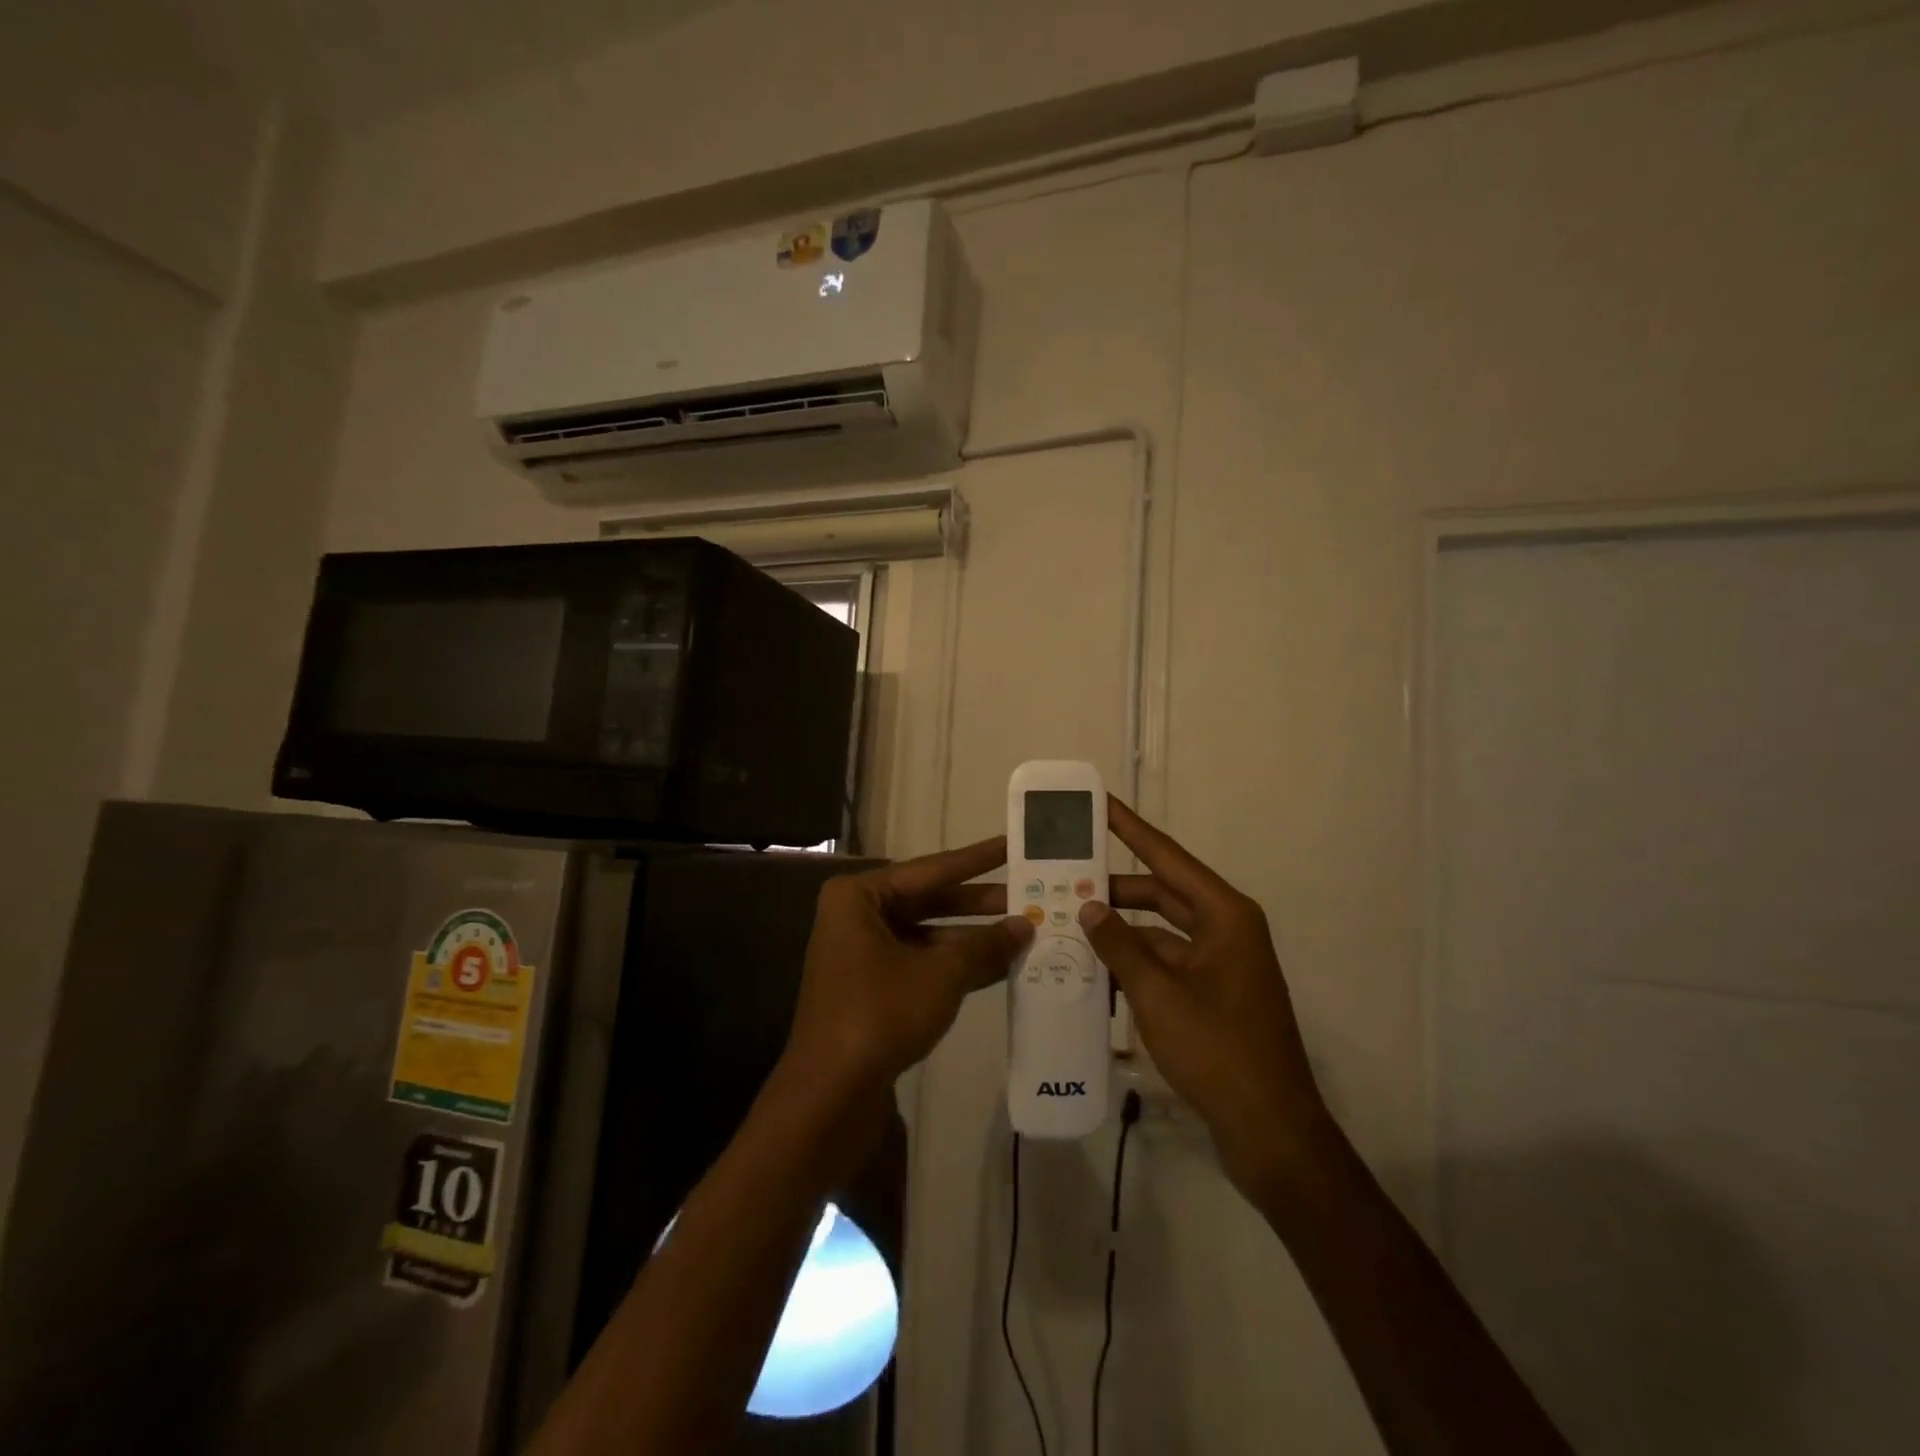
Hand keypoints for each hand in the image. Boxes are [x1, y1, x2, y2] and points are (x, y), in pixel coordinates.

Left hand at [781, 838, 1033, 1103]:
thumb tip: (1025, 925)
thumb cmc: (881, 1012)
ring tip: (1026, 930)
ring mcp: (864, 954)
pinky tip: (1002, 966)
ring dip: (973, 938)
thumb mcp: (941, 973)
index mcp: (860, 896)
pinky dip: (957, 965)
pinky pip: (922, 963)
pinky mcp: (873, 988)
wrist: (831, 1094)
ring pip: (929, 935)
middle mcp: (858, 916)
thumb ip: (985, 945)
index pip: (931, 869)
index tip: (1012, 843)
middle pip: (930, 901)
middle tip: (1029, 892)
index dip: (977, 858)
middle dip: (980, 903)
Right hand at [1079, 797, 1332, 1196]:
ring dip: (1121, 928)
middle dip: (1115, 885)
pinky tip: (1093, 968)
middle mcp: (1226, 929)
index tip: (1100, 802)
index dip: (1131, 828)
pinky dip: (1134, 962)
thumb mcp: (1158, 994)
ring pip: (1161, 930)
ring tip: (1069, 920)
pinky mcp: (1212, 994)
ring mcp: (1221, 964)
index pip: (1168, 857)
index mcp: (1225, 915)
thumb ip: (1119, 944)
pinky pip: (1166, 962)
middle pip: (1162, 892)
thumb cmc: (1218, 1050)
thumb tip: (1089, 905)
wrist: (1270, 1131)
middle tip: (1067, 872)